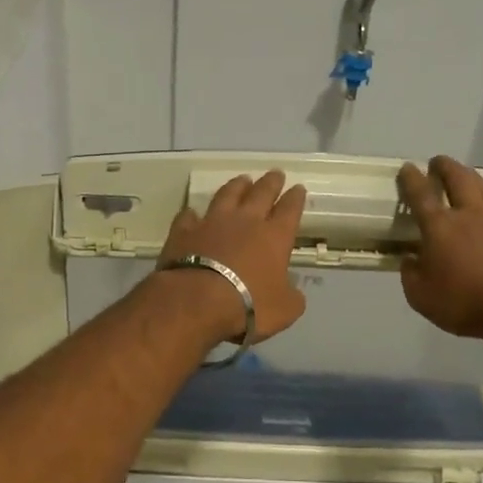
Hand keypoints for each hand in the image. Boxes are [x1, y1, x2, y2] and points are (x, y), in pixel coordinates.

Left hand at [156, 171, 308, 342]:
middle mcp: (245, 221)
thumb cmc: (249, 305)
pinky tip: (192, 212)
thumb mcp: (285, 309)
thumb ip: (291, 296)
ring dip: (236, 186)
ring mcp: (212, 222)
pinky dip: (192, 214)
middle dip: (271, 183)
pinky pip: (189, 216)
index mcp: (274, 237)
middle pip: (261, 193)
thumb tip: (291, 290)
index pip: (290, 210)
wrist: (197, 301)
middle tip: (276, 173)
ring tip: (243, 179)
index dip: (295, 198)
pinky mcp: (184, 231)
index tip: (298, 188)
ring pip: (227, 195)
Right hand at [397, 156, 482, 343]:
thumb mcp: (420, 297)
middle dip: (446, 166)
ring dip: (474, 181)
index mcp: (439, 227)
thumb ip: (410, 275)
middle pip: (458, 179)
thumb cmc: (465, 303)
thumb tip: (410, 259)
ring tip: (468, 179)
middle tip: (438, 162)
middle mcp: (470, 215)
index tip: (407, 167)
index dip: (411, 179)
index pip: (420, 195)